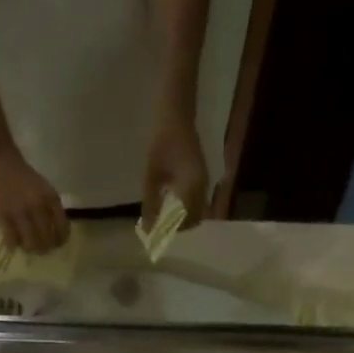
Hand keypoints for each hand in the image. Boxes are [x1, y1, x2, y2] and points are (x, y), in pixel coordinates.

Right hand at [0, 142, 69, 255]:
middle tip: (38, 249)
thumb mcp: (41, 187)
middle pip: (46, 241)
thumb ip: (48, 207)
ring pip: (30, 244)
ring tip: (25, 246)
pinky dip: (13, 245)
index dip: (59, 242)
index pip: (62, 230)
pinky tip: (12, 242)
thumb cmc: (19, 171)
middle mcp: (38, 206)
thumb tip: (51, 232)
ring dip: (29, 249)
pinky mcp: (2, 214)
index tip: (54, 244)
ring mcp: (20, 211)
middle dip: (43, 249)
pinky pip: (11, 240)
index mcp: (51, 198)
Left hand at [142, 114, 209, 232]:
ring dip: (183, 221)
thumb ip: (151, 204)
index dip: (171, 231)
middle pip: (194, 220)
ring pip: (197, 213)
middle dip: (178, 228)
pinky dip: (186, 211)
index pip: (184, 221)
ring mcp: (205, 183)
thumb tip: (147, 229)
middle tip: (160, 229)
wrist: (177, 116)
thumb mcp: (152, 175)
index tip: (156, 236)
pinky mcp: (203, 180)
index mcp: (191, 186)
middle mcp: (203, 188)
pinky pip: (197, 203)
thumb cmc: (162, 142)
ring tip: (164, 220)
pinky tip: (171, 207)